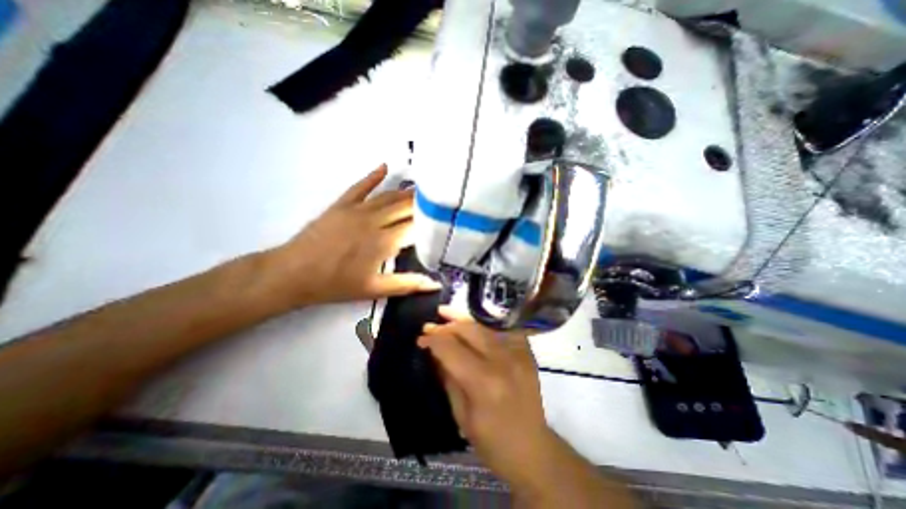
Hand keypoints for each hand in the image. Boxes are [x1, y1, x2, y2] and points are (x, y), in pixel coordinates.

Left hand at [266, 165, 442, 305]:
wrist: (293, 273)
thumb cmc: (336, 284)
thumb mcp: (374, 290)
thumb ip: (407, 284)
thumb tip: (435, 283)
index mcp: (384, 242)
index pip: (416, 227)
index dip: (432, 222)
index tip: (446, 219)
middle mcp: (374, 221)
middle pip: (405, 207)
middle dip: (425, 203)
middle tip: (441, 198)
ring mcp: (357, 210)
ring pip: (389, 196)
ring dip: (408, 191)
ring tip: (425, 187)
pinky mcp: (342, 205)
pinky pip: (360, 186)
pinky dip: (373, 176)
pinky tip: (385, 166)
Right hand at [415, 306, 552, 484]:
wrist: (533, 449)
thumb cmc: (492, 441)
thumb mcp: (461, 414)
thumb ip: (448, 377)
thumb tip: (434, 352)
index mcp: (484, 382)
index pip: (451, 349)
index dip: (433, 340)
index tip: (421, 338)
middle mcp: (502, 360)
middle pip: (469, 330)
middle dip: (446, 325)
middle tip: (431, 324)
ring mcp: (518, 352)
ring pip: (484, 325)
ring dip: (463, 319)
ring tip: (446, 312)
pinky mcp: (526, 351)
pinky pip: (501, 329)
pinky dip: (484, 325)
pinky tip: (472, 323)